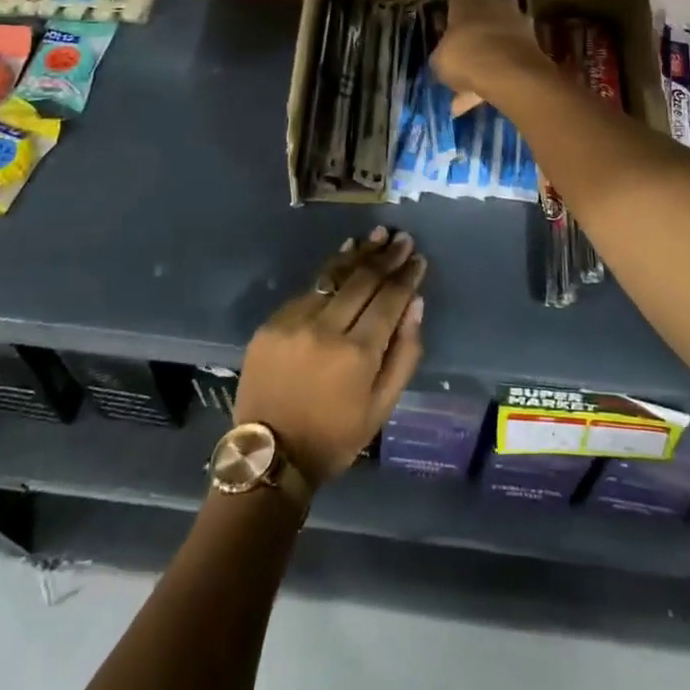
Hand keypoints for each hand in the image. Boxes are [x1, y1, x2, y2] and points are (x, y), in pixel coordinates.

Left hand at [234, 228, 426, 487]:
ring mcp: (294, 321)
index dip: (406, 276)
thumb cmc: (335, 436)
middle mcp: (325, 328)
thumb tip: (416, 304)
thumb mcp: (382, 407)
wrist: (271, 454)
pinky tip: (343, 258)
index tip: (418, 258)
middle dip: (386, 256)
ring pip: (333, 277)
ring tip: (376, 235)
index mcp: (357, 353)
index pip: (389, 299)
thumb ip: (404, 354)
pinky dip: (329, 273)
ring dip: (357, 254)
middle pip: (362, 280)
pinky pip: (308, 291)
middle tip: (402, 238)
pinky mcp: (272, 323)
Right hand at [430, 0, 548, 107]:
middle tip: (464, 52)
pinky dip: (501, 70)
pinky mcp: (535, 40)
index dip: (450, 16)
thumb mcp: (439, 60)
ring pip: (499, 34)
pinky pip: (511, 54)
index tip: (445, 32)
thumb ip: (442, 54)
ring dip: (489, 53)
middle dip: (474, 30)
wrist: (511, 73)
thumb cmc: (466, 56)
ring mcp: (519, 18)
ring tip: (474, 81)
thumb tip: (445, 59)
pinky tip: (486, 94)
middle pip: (482, 12)